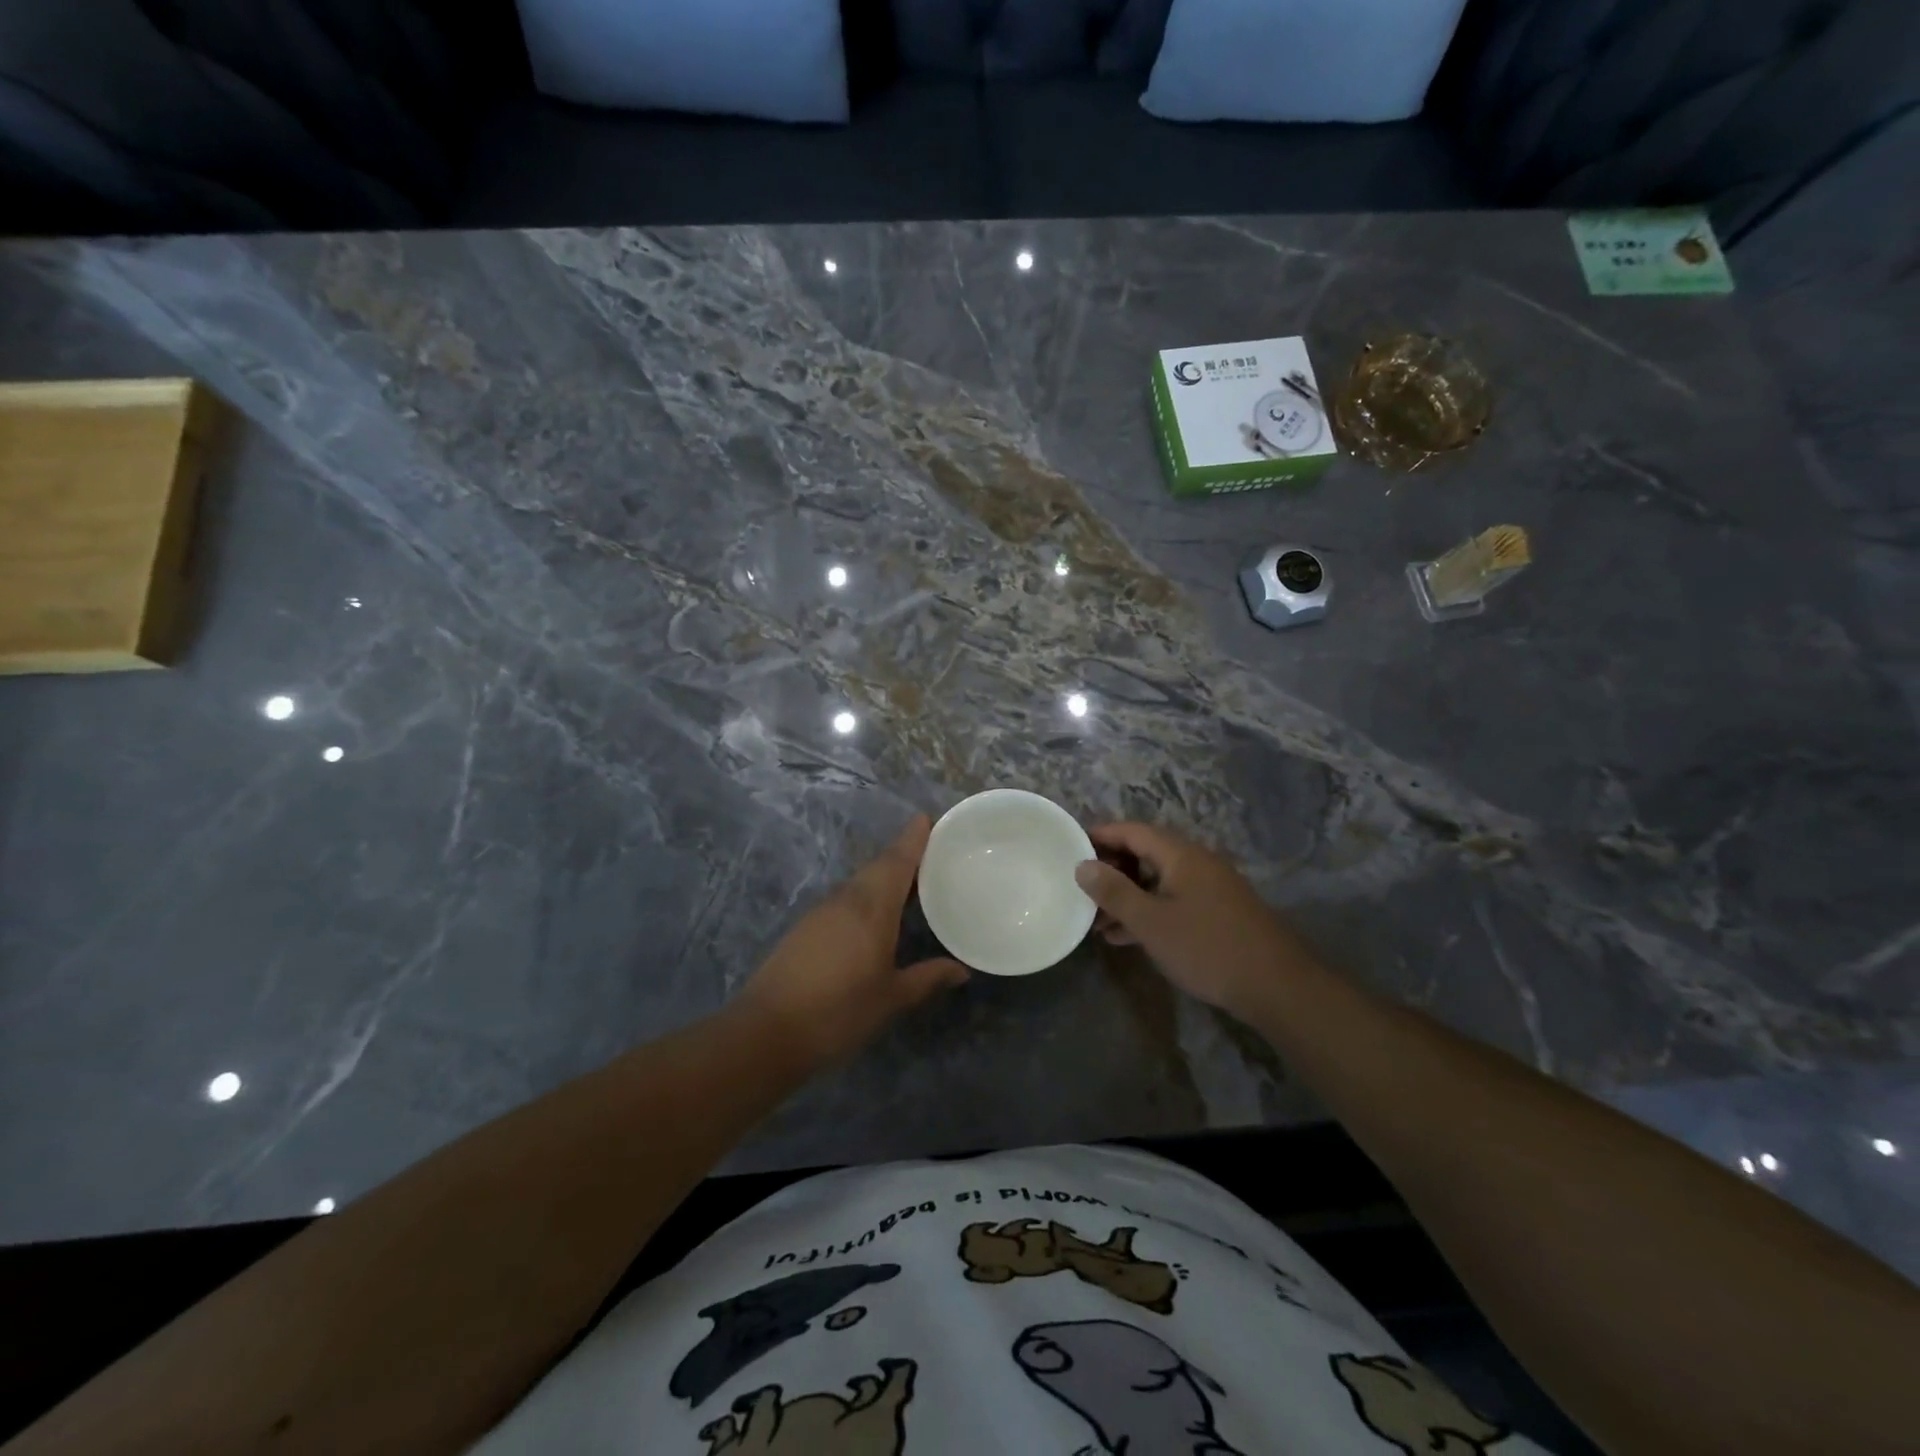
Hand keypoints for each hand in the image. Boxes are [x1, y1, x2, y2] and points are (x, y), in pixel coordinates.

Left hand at [735, 815, 967, 1067]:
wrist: (767, 1032)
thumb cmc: (838, 1012)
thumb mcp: (891, 998)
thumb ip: (927, 978)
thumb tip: (961, 970)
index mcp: (871, 909)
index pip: (897, 863)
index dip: (912, 839)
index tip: (926, 818)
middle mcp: (846, 901)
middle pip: (877, 868)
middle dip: (901, 855)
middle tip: (928, 852)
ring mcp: (821, 913)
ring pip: (858, 883)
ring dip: (882, 876)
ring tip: (908, 882)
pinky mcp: (805, 929)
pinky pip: (844, 899)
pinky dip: (864, 896)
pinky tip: (874, 915)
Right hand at [1073, 822, 1319, 1019]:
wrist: (1276, 986)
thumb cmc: (1206, 947)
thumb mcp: (1150, 922)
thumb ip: (1114, 892)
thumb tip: (1082, 865)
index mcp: (1180, 854)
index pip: (1132, 831)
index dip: (1100, 835)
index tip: (1070, 846)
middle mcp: (1196, 862)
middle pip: (1145, 853)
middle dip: (1111, 870)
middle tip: (1080, 888)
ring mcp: (1209, 888)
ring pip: (1157, 881)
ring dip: (1127, 896)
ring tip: (1095, 920)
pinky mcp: (1217, 912)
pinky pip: (1172, 900)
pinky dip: (1148, 911)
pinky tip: (1126, 937)